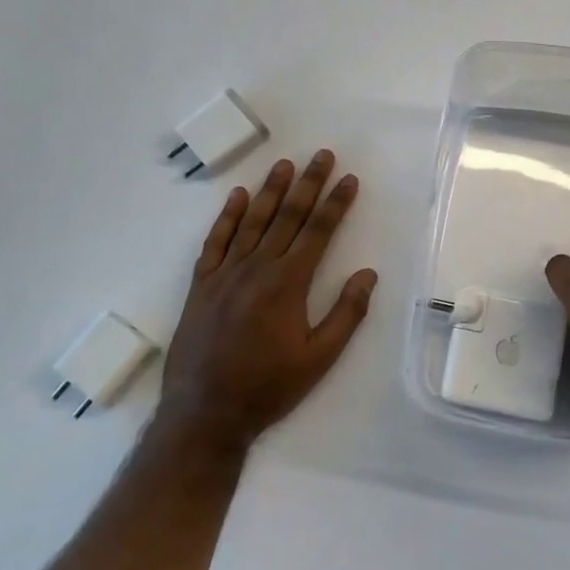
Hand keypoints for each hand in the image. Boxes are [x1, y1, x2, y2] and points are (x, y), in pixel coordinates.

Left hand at [152, 150, 376, 456]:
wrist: (204, 414)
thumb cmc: (268, 387)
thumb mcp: (319, 359)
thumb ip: (346, 314)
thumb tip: (368, 274)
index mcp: (288, 283)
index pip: (319, 231)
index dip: (336, 203)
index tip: (349, 179)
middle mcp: (257, 268)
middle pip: (288, 216)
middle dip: (309, 183)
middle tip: (322, 155)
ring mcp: (225, 274)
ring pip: (253, 221)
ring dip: (271, 190)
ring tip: (285, 164)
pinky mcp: (201, 285)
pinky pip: (216, 241)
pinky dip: (227, 216)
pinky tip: (238, 196)